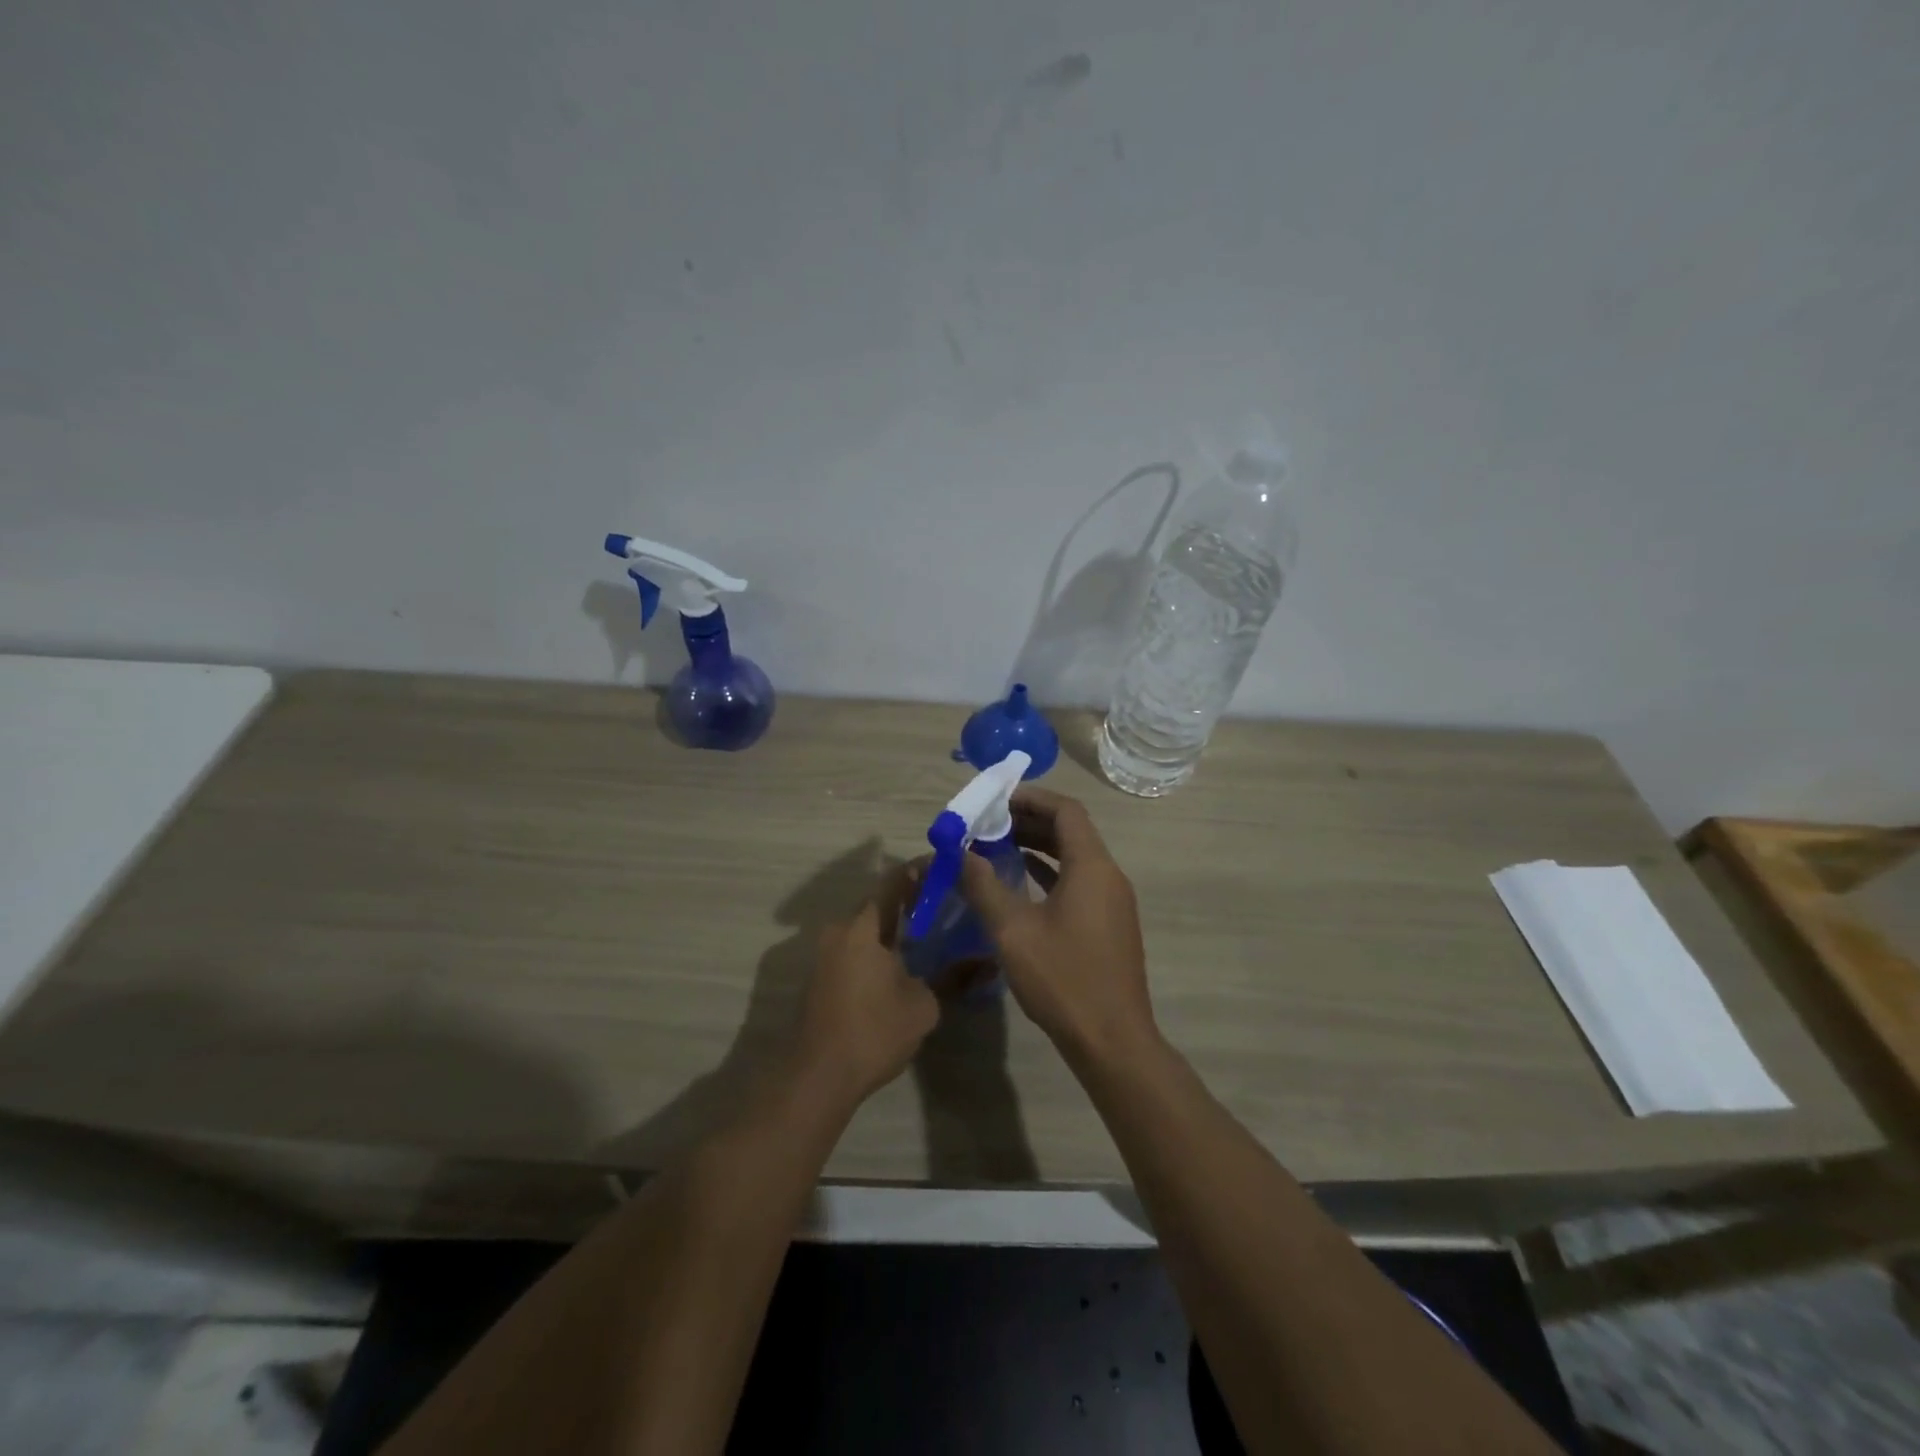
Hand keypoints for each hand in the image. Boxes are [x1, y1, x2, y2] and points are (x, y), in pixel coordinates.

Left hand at [797, 868, 940, 1103]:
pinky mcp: (822, 977)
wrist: (818, 1078)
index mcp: (862, 927)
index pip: (893, 882)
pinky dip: (880, 945)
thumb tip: (984, 961)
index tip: (947, 866)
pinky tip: (904, 960)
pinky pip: (856, 948)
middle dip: (911, 899)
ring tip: (931, 929)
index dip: (920, 871)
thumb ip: (953, 976)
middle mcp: (839, 932)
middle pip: (878, 904)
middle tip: (945, 900)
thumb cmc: (873, 1032)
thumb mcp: (923, 1005)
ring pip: (866, 928)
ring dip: (894, 925)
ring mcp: (825, 955)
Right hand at [958, 786, 1157, 1065]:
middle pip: (1071, 830)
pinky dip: (1049, 872)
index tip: (996, 798)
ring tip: (997, 844)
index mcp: (1092, 866)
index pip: (1066, 810)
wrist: (1112, 1041)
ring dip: (1039, 846)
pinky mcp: (1109, 923)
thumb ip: (984, 887)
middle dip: (1029, 820)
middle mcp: (1108, 875)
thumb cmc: (1063, 979)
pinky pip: (1078, 881)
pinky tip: (1020, 879)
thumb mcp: (1013, 931)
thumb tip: (959, 854)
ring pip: (1074, 856)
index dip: (1031, 798)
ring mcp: (1112, 901)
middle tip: (989, 821)